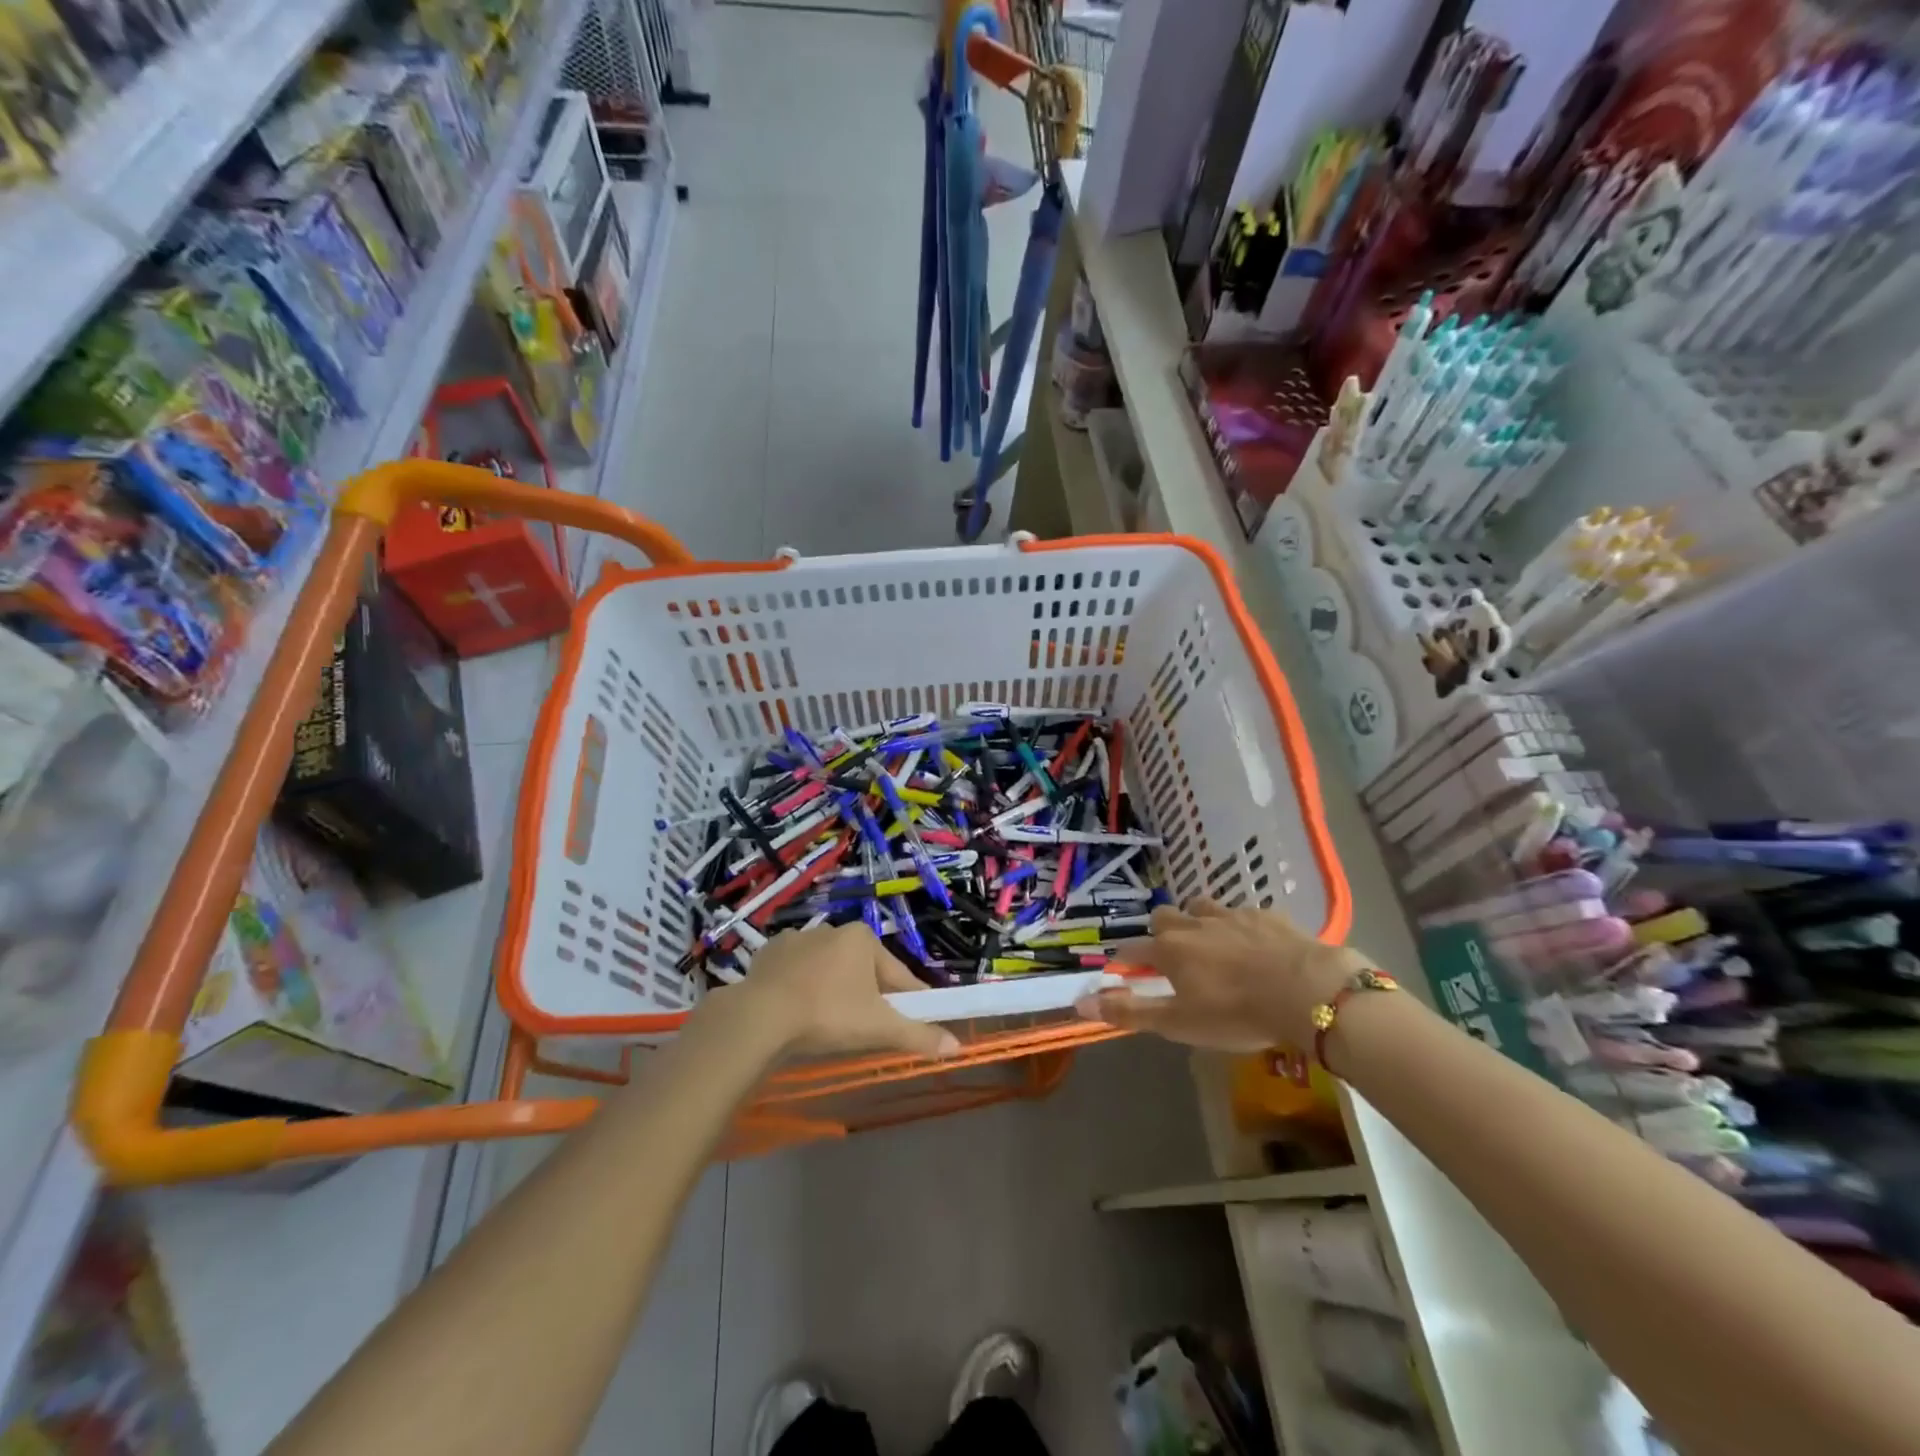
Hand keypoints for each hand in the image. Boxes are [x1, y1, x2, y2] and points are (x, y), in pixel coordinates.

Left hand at [721, 925, 960, 1059]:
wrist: (760, 1017)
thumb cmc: (829, 1014)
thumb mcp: (879, 1028)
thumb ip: (918, 1035)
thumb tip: (957, 1046)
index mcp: (862, 938)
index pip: (897, 973)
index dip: (907, 999)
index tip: (913, 1020)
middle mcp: (831, 930)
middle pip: (861, 969)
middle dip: (866, 995)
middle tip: (864, 1029)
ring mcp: (796, 939)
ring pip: (826, 969)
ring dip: (832, 990)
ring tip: (827, 1024)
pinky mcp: (768, 955)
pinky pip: (793, 972)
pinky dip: (799, 988)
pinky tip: (796, 1012)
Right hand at [1074, 898, 1368, 1050]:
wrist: (1307, 991)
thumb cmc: (1236, 1013)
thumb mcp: (1178, 1023)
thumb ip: (1129, 1011)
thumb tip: (1079, 1001)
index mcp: (1170, 950)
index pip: (1133, 949)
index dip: (1125, 960)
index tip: (1124, 972)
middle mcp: (1194, 924)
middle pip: (1165, 916)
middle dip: (1163, 932)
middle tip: (1173, 957)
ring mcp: (1232, 915)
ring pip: (1202, 907)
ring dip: (1199, 921)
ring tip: (1211, 943)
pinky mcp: (1267, 915)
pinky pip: (1244, 913)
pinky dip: (1240, 926)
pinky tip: (1254, 944)